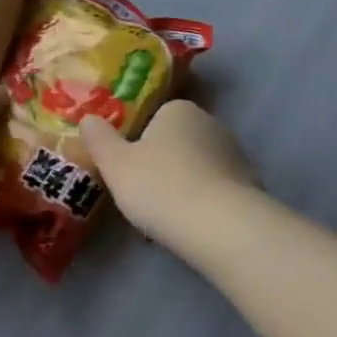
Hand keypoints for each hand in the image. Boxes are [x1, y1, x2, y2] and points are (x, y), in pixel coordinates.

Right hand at [79, 100, 258, 244]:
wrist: (218, 223)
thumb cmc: (160, 186)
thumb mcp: (116, 164)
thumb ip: (100, 140)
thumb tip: (88, 118)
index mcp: (179, 110)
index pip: (155, 119)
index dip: (140, 145)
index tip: (129, 173)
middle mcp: (210, 122)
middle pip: (178, 142)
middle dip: (163, 166)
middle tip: (144, 198)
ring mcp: (233, 151)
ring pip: (197, 167)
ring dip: (183, 186)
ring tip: (166, 219)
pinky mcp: (248, 180)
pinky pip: (215, 188)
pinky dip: (203, 202)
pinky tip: (191, 226)